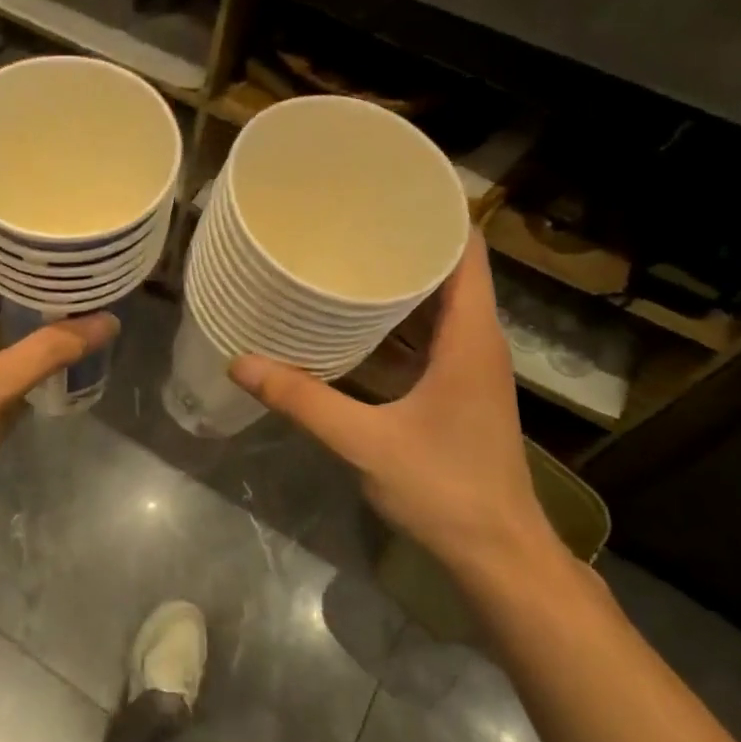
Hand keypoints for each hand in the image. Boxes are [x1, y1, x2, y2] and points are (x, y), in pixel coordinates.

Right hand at [229, 234, 558, 579]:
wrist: (498, 554)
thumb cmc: (445, 489)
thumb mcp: (365, 441)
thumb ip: (304, 400)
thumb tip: (242, 362)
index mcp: (470, 338)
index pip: (467, 251)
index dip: (438, 213)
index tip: (391, 187)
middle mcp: (477, 342)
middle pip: (450, 270)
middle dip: (406, 240)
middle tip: (350, 216)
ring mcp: (470, 367)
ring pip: (440, 305)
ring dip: (402, 280)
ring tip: (348, 253)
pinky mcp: (458, 390)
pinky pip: (430, 336)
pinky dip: (399, 320)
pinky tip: (356, 319)